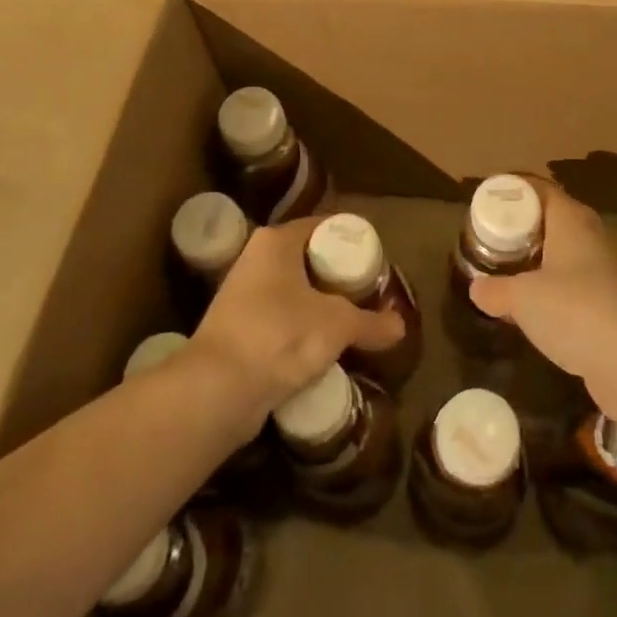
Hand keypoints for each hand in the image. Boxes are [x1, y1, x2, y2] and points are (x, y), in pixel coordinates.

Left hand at [190, 217, 403, 421]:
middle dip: (337, 277)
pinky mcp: (236, 329)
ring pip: (292, 291)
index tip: (376, 262)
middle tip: (369, 294)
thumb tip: (400, 326)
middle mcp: (255, 258)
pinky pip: (279, 319)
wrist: (216, 390)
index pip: (323, 226)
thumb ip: (371, 322)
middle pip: (307, 258)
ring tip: (351, 323)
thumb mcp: (337, 325)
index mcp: (276, 241)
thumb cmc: (280, 336)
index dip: (351, 241)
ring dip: (319, 305)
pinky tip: (321, 348)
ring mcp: (241, 294)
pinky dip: (300, 329)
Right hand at [469, 176, 616, 396]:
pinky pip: (581, 289)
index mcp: (572, 221)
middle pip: (556, 222)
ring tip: (513, 277)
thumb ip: (496, 290)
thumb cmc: (575, 311)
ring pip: (570, 257)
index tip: (491, 205)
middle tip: (496, 242)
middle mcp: (595, 238)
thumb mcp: (522, 299)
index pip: (542, 191)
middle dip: (527, 230)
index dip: (516, 193)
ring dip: (544, 265)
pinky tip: (541, 314)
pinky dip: (560, 295)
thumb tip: (477, 287)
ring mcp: (611, 273)